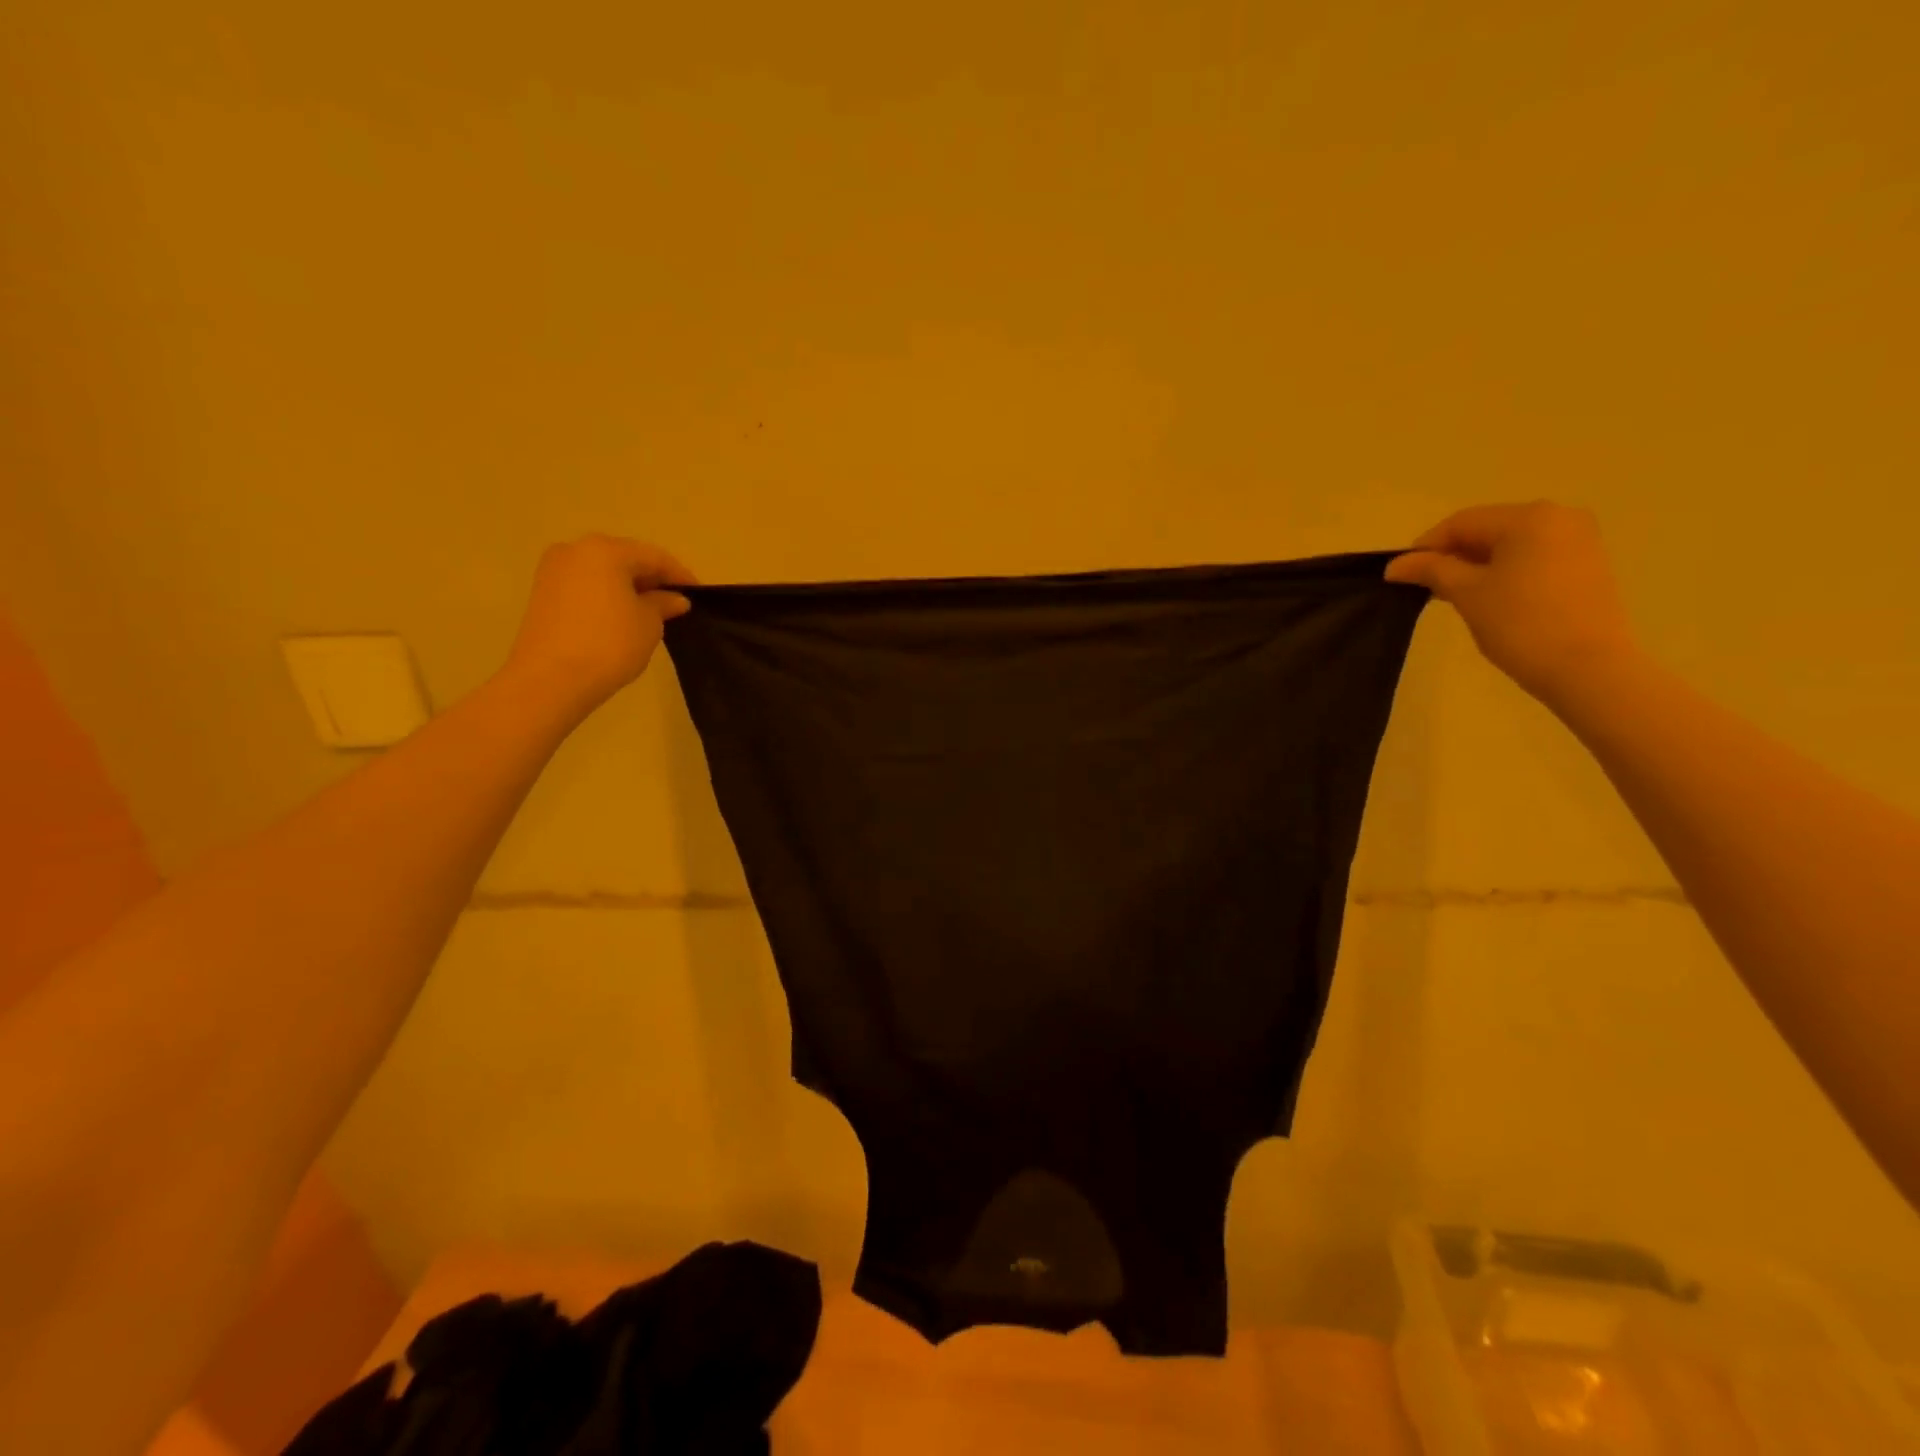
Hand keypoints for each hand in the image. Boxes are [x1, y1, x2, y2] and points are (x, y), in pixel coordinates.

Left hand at [502, 535, 695, 714]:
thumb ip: (663, 604)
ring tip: (650, 611)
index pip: (654, 557)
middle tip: (675, 602)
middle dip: (651, 579)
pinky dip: (607, 596)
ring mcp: (554, 571)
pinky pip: (586, 586)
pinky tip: (622, 617)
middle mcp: (576, 550)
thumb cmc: (610, 643)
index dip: (680, 575)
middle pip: (625, 559)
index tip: (699, 594)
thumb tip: (673, 599)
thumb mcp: (649, 623)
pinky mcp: (543, 593)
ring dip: (628, 587)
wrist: (552, 679)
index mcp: (606, 550)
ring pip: (603, 572)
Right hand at [1384, 501, 1638, 706]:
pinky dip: (1503, 573)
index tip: (1400, 576)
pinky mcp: (1586, 566)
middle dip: (1452, 557)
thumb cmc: (1520, 623)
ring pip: (1509, 546)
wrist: (1587, 668)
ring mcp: (1579, 541)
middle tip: (1424, 588)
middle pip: (1487, 530)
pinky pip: (1531, 559)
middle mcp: (1559, 517)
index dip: (1424, 548)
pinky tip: (1487, 599)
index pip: (1461, 523)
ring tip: (1453, 596)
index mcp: (1529, 517)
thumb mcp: (1466, 593)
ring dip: (1475, 566)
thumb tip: (1396, 565)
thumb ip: (1430, 570)